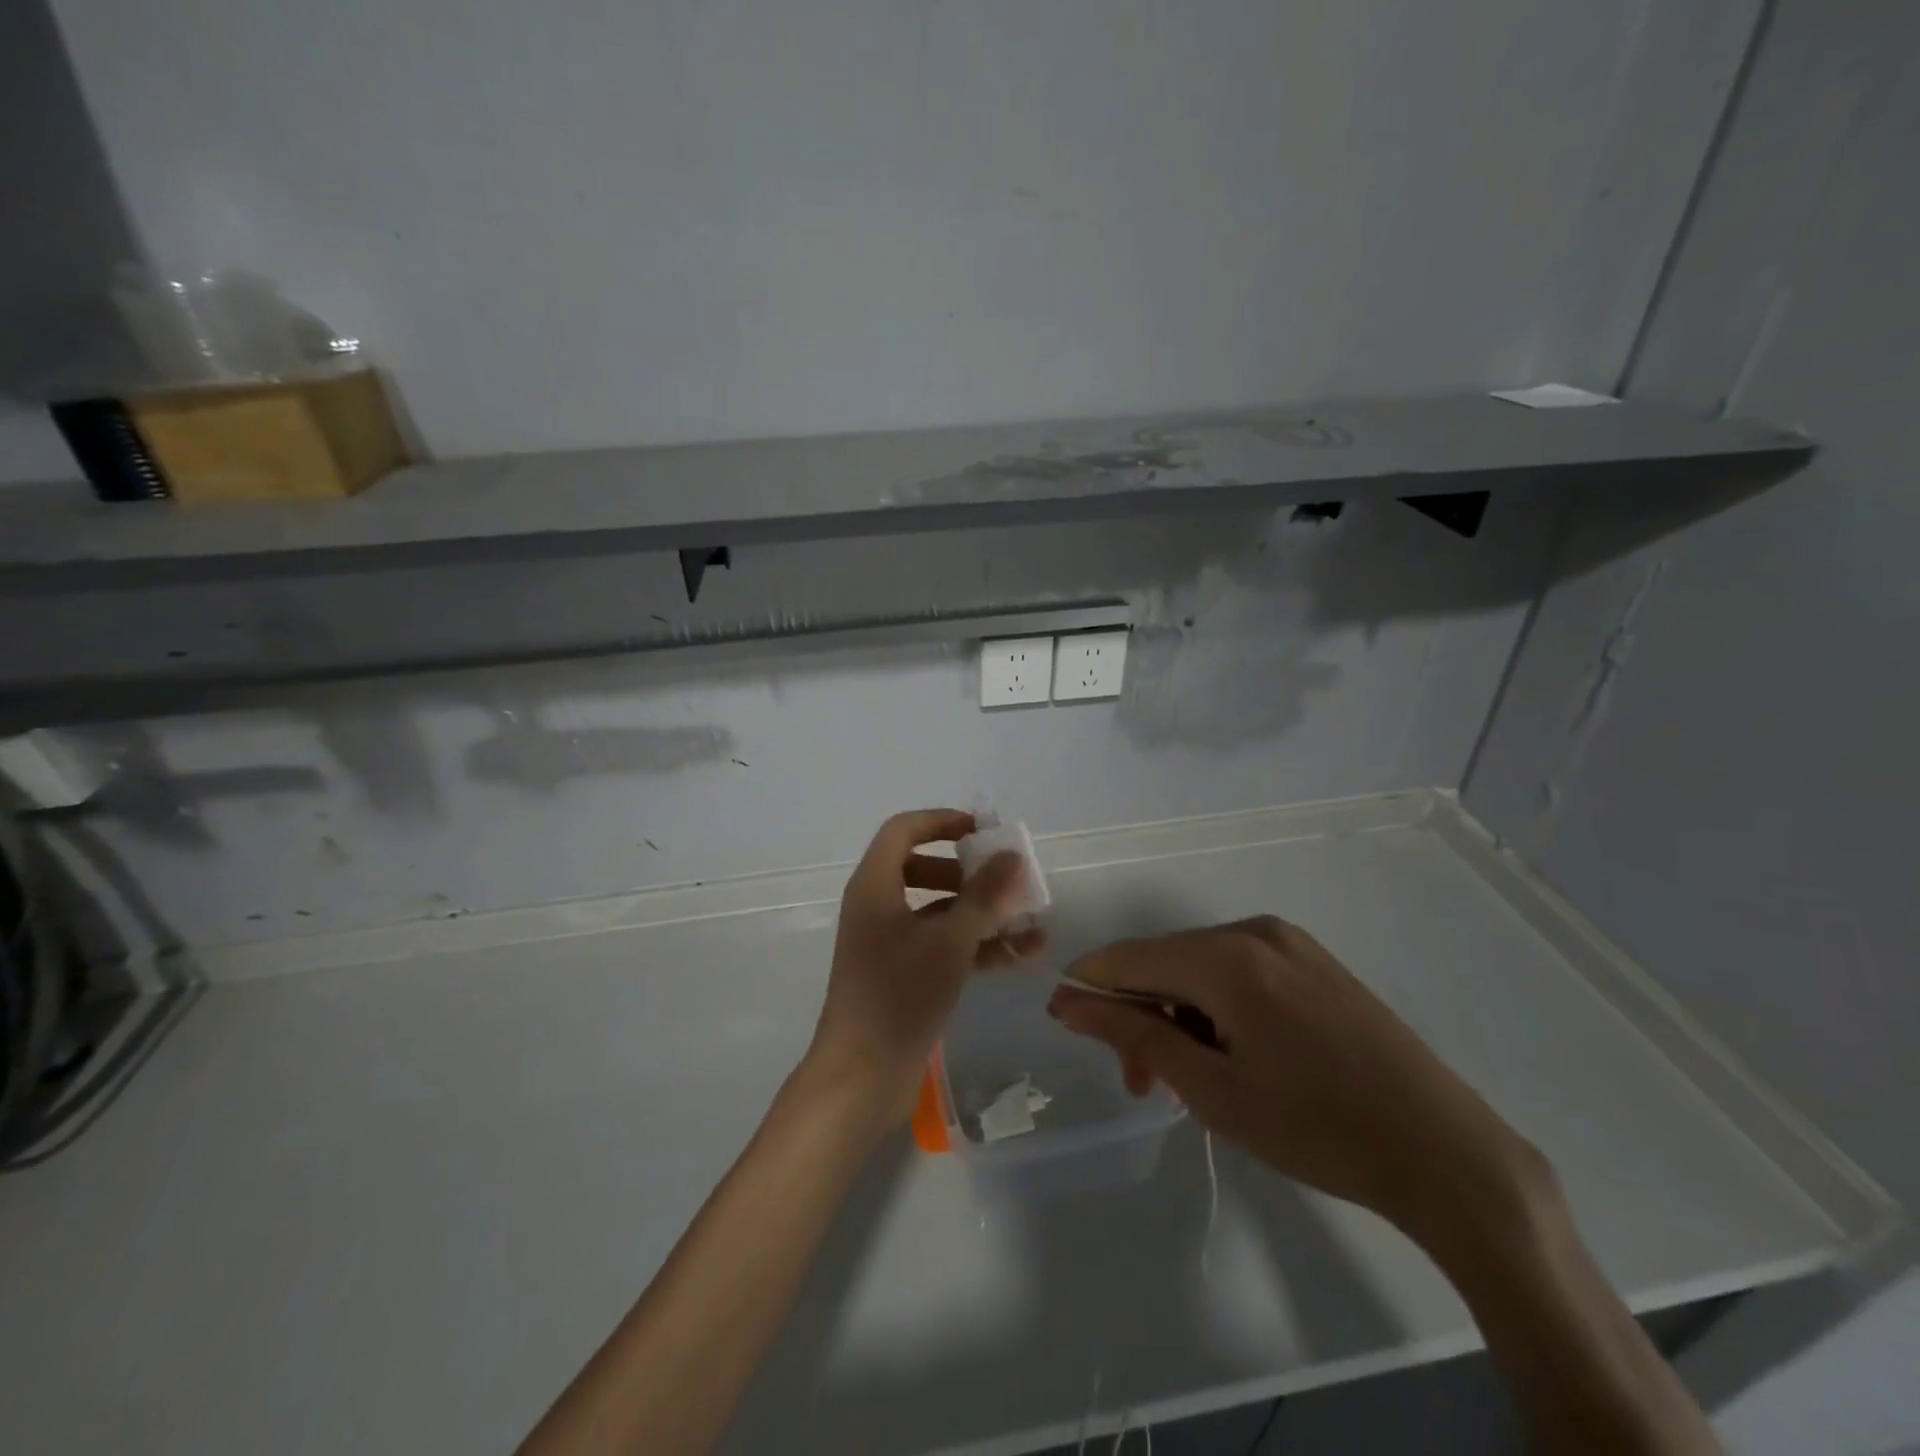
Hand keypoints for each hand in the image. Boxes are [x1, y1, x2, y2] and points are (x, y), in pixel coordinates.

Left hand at [804, 810, 1045, 1129]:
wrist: (862, 1077)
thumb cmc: (899, 996)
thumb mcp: (948, 941)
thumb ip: (984, 896)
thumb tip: (1012, 856)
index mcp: (875, 886)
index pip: (904, 831)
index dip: (942, 822)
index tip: (983, 832)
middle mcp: (878, 907)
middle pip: (923, 868)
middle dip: (968, 872)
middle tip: (1004, 879)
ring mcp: (890, 944)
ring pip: (939, 912)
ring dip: (982, 913)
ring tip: (1030, 921)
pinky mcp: (904, 976)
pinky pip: (943, 946)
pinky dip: (977, 946)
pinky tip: (1022, 956)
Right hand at [1048, 916, 1546, 1237]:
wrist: (1446, 1153)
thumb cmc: (1319, 1129)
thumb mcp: (1214, 1090)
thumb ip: (1135, 1035)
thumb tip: (1068, 1001)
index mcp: (1229, 958)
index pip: (1130, 957)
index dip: (1090, 988)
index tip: (1066, 1023)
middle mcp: (1255, 931)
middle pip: (1166, 961)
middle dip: (1140, 1013)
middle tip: (1141, 1083)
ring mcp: (1290, 943)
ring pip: (1201, 967)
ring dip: (1178, 1014)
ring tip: (1185, 1078)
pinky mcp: (1313, 961)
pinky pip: (1239, 971)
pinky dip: (1215, 1007)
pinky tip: (1229, 1054)